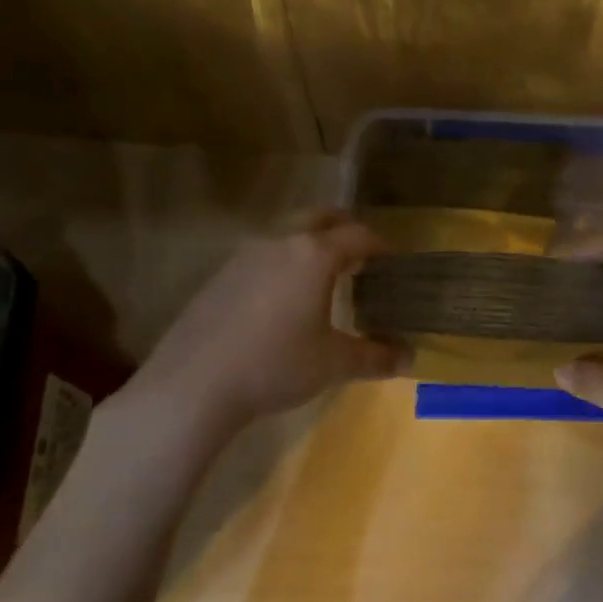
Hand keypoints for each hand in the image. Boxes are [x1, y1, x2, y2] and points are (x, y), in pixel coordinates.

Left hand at [110, 212, 402, 442]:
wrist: (194, 384)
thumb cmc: (277, 365)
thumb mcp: (334, 364)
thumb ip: (375, 357)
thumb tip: (408, 358)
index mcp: (314, 254)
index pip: (358, 235)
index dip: (381, 245)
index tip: (395, 260)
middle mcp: (280, 242)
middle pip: (320, 217)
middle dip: (345, 228)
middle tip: (362, 254)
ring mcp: (243, 256)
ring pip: (287, 232)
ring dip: (310, 243)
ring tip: (324, 275)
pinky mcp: (219, 276)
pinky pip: (262, 255)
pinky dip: (283, 263)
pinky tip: (283, 299)